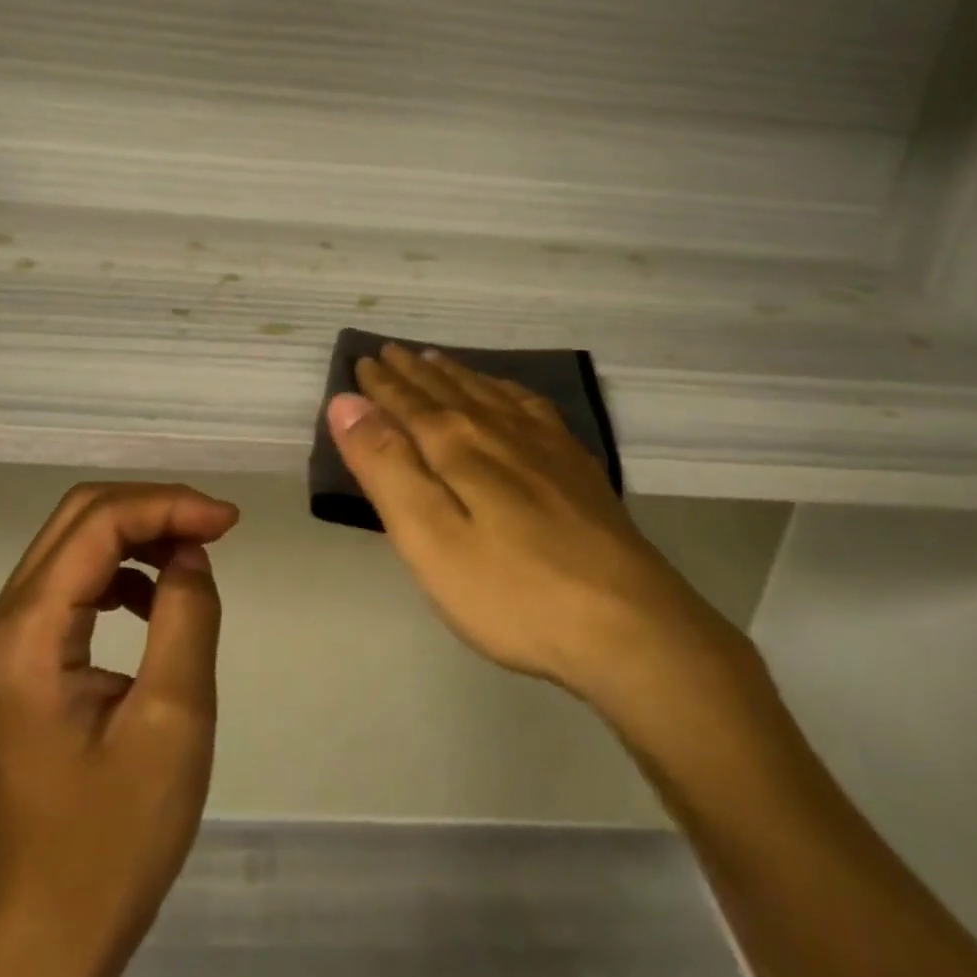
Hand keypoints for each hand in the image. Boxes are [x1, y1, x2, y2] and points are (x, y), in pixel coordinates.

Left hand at [0, 483, 239, 976]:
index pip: (98, 524)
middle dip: (153, 508)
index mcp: (27, 636)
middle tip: (215, 528)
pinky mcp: (23, 659)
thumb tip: (191, 550)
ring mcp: (8, 641)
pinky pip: (74, 581)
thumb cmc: (114, 837)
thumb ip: (186, 617)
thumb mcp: (172, 721)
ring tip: (195, 555)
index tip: (230, 522)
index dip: (168, 505)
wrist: (50, 931)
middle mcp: (4, 623)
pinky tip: (158, 600)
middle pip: (79, 518)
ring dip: (139, 533)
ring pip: (76, 542)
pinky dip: (123, 570)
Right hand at [326, 344, 755, 730]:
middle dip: (413, 372)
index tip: (362, 363)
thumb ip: (386, 467)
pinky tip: (505, 393)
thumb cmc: (512, 592)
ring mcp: (545, 445)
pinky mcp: (577, 466)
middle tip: (390, 351)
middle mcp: (499, 430)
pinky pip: (531, 406)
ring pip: (487, 393)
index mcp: (458, 446)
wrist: (629, 625)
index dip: (381, 385)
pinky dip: (505, 390)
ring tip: (435, 359)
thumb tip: (347, 403)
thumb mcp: (429, 538)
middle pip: (447, 390)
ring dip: (455, 374)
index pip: (408, 403)